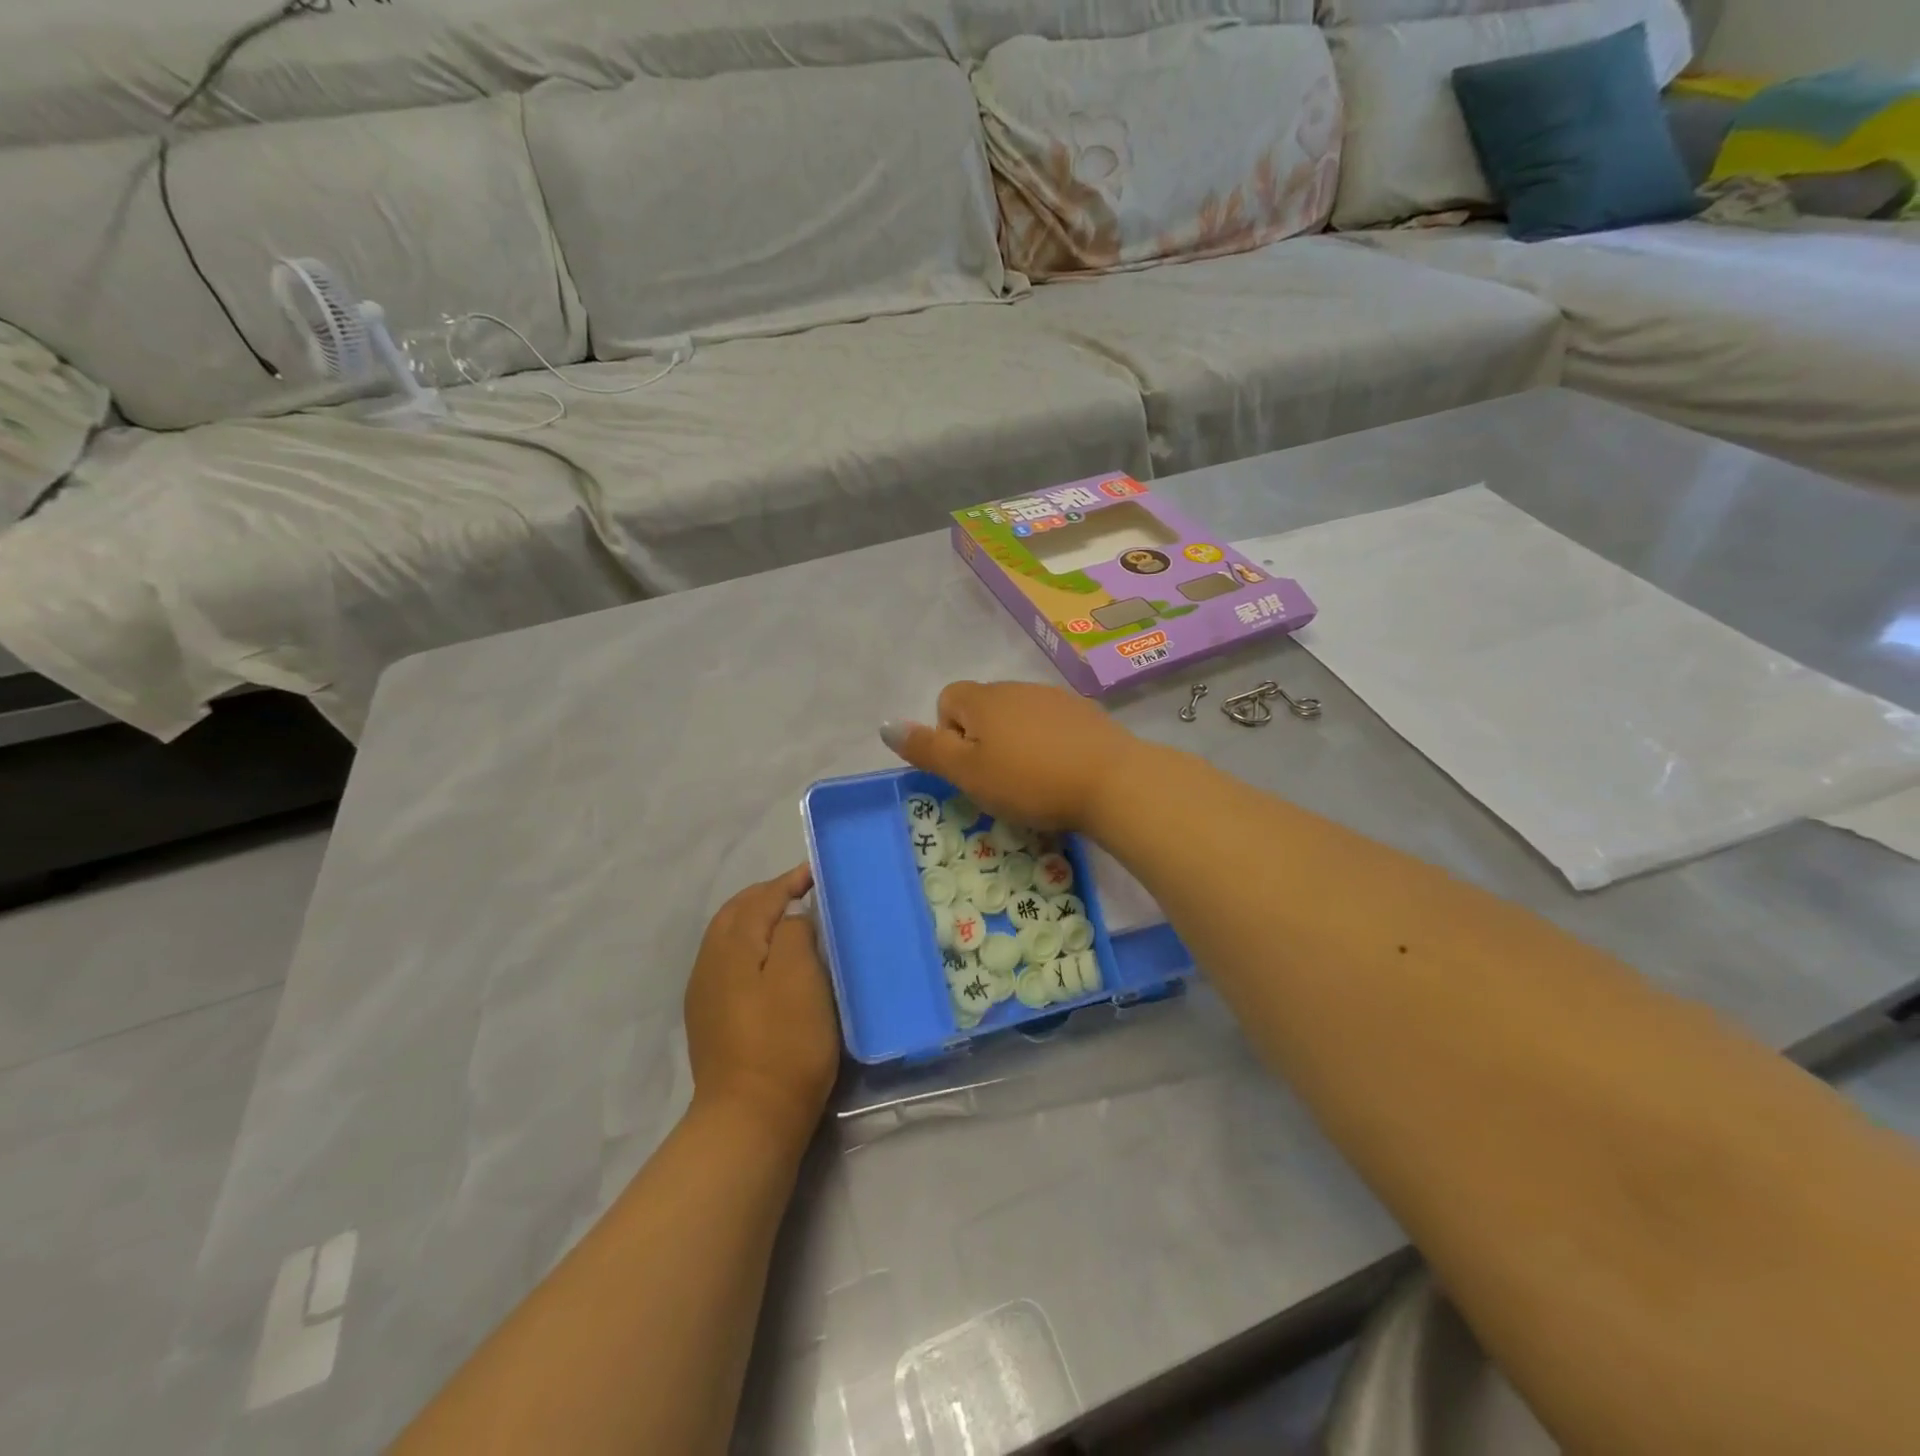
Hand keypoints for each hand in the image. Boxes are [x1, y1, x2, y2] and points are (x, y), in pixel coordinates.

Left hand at [683, 864, 838, 1145]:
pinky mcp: (709, 1019)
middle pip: (736, 913)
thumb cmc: (784, 1042)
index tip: (816, 873)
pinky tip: (771, 963)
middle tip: (802, 891)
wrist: (749, 1119)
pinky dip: (751, 947)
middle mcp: (709, 961)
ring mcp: (704, 993)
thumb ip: (795, 932)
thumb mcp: (801, 976)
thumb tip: (790, 919)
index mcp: (731, 945)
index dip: (788, 881)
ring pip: (729, 938)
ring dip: (757, 921)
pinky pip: (729, 963)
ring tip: (791, 920)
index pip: (760, 898)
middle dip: (767, 896)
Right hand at [881, 680, 1144, 831]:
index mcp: (983, 700)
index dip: (949, 735)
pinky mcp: (1085, 713)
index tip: (970, 768)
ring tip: (1033, 781)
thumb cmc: (1029, 781)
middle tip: (999, 781)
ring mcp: (1054, 697)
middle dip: (983, 741)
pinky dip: (1048, 744)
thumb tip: (885, 725)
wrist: (1112, 781)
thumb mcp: (967, 773)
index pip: (947, 701)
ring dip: (1016, 743)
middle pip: (983, 709)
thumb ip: (926, 749)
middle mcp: (1016, 688)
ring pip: (1018, 717)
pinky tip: (1063, 772)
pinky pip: (1051, 725)